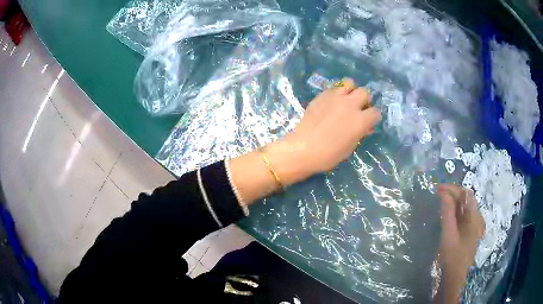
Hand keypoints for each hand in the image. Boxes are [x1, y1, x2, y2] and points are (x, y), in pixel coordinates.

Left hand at [279, 78, 380, 176]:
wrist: (303, 148)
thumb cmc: (329, 154)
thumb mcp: (350, 146)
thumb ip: (359, 132)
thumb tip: (364, 126)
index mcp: (360, 120)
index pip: (375, 112)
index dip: (372, 118)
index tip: (368, 122)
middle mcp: (350, 105)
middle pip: (364, 92)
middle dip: (364, 100)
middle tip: (358, 109)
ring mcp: (335, 97)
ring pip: (349, 83)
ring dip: (350, 91)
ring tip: (346, 100)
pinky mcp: (322, 95)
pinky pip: (334, 88)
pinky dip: (336, 93)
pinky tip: (332, 102)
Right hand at [434, 184, 484, 302]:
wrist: (454, 279)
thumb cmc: (452, 257)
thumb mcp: (448, 235)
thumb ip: (447, 213)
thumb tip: (442, 192)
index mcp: (475, 217)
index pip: (466, 194)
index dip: (453, 189)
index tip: (438, 189)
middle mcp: (476, 218)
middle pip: (466, 200)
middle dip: (452, 194)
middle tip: (437, 194)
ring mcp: (472, 226)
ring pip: (463, 208)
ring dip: (452, 202)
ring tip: (439, 202)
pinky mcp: (467, 232)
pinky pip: (461, 216)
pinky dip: (453, 212)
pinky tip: (445, 214)